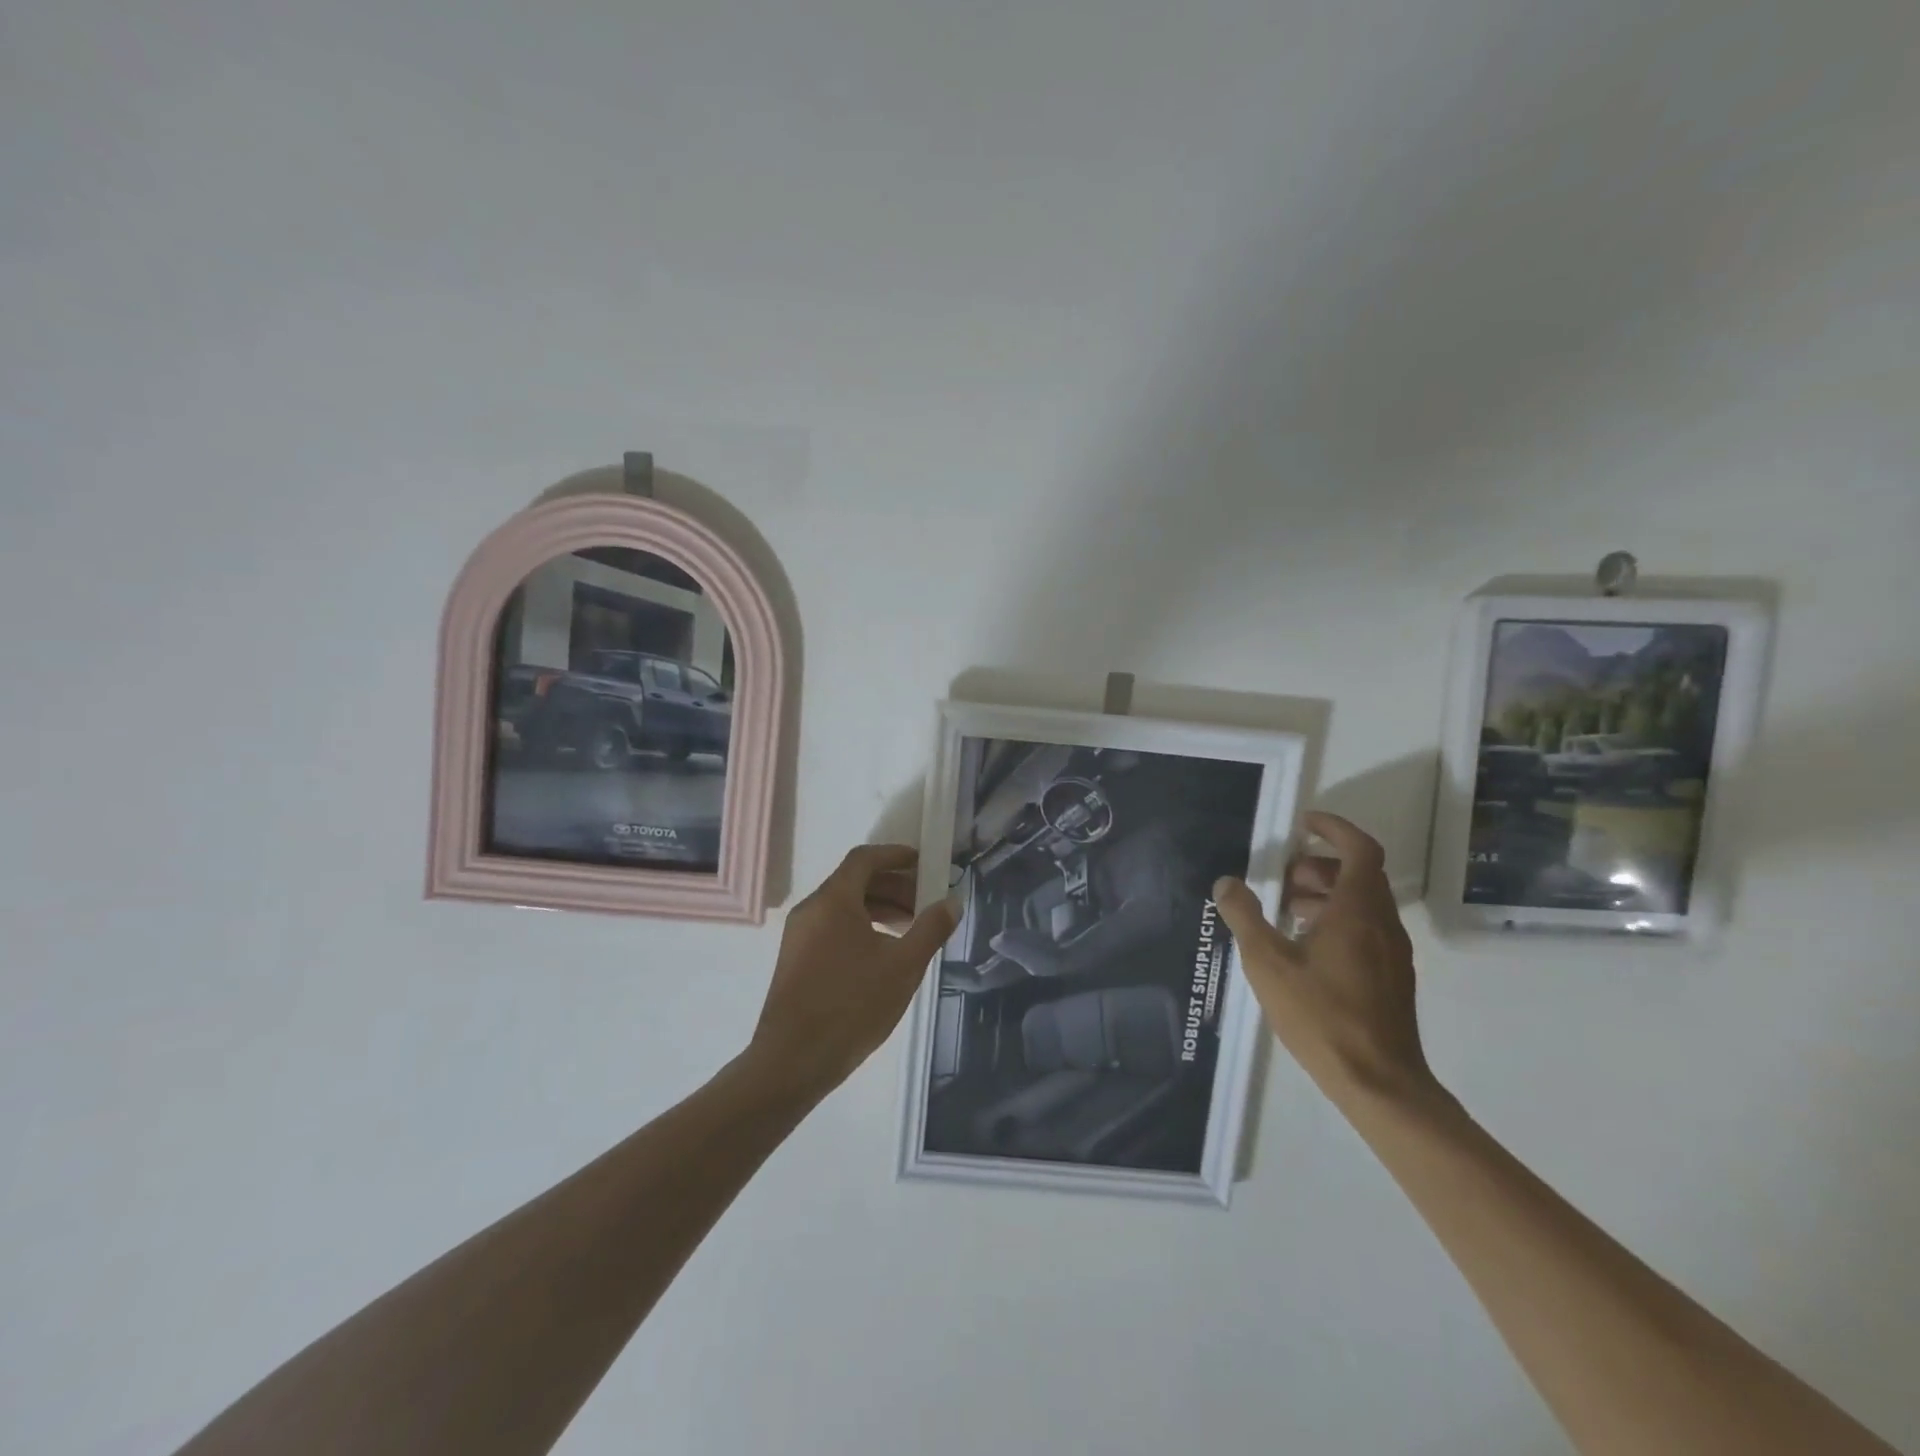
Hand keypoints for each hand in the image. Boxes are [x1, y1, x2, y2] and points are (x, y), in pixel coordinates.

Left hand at [746, 844, 958, 1102]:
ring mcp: (799, 936)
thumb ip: (931, 929)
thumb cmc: (851, 1005)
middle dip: (893, 886)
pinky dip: (861, 927)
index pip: (864, 858)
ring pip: (844, 906)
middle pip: (855, 881)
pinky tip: (883, 955)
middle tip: (925, 903)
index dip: (895, 855)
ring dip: (878, 909)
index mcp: (833, 900)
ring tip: (909, 930)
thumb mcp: (903, 966)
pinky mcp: (796, 960)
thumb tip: (952, 902)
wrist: (792, 1061)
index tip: (924, 863)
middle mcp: (811, 909)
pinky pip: (833, 927)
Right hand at [1212, 812, 1433, 1107]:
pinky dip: (1337, 919)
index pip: (1359, 849)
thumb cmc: (1321, 1015)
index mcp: (1357, 910)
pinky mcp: (1392, 977)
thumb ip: (1244, 917)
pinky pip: (1366, 928)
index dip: (1334, 828)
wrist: (1379, 1082)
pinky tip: (1305, 947)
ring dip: (1327, 893)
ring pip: (1363, 903)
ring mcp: (1392, 952)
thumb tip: (1226, 882)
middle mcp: (1382, 923)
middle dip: (1320, 864)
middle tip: (1283, 875)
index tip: (1303, 823)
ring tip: (1286, 910)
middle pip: (1360, 874)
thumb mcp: (1267, 962)